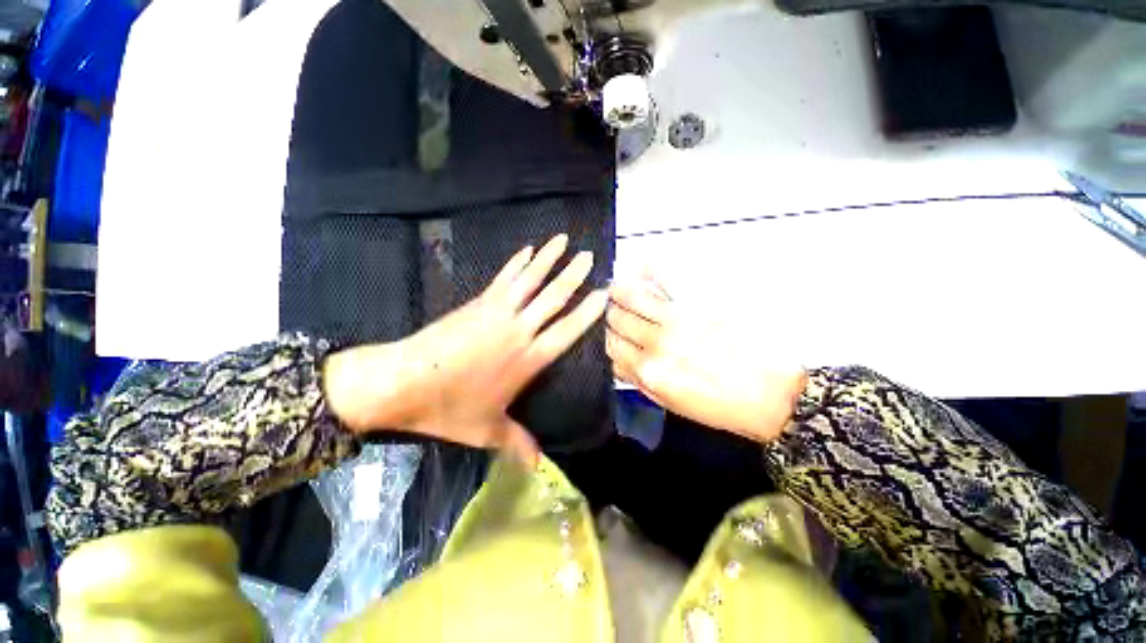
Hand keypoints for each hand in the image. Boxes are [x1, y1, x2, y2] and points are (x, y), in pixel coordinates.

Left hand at [325, 235, 607, 465]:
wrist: (403, 380)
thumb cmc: (448, 407)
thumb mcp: (486, 431)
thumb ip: (517, 444)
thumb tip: (540, 468)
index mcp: (528, 359)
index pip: (567, 331)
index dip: (587, 312)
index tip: (602, 293)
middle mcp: (519, 331)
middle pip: (553, 298)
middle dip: (573, 276)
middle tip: (589, 256)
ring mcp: (498, 312)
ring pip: (530, 280)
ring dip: (548, 259)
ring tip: (562, 240)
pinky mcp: (478, 302)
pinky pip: (505, 278)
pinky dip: (518, 262)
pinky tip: (527, 250)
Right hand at [605, 274, 806, 443]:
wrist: (773, 396)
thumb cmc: (721, 408)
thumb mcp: (673, 405)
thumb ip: (640, 382)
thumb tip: (620, 362)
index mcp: (649, 371)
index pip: (611, 346)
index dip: (608, 339)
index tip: (613, 335)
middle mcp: (656, 342)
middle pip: (616, 319)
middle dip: (612, 315)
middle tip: (616, 312)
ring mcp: (677, 319)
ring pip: (631, 296)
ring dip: (619, 291)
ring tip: (617, 287)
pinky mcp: (700, 304)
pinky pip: (665, 279)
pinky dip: (650, 269)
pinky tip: (642, 267)